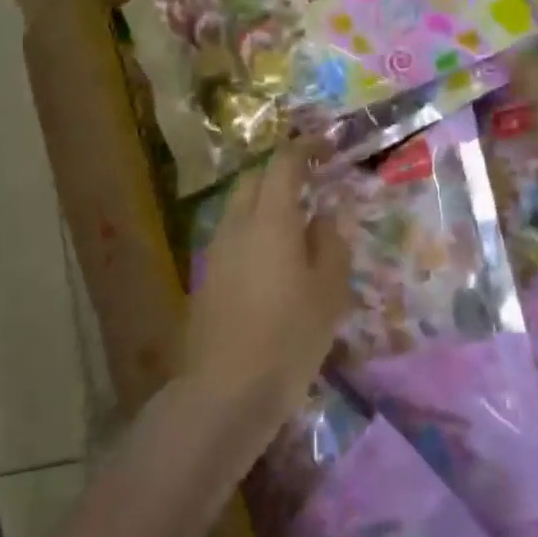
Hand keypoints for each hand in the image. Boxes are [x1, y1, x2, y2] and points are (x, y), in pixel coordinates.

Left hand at [182, 139, 353, 429]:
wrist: (226, 390)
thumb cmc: (289, 338)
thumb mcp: (328, 291)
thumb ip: (331, 243)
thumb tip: (327, 215)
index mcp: (270, 220)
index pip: (284, 165)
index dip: (305, 148)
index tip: (327, 146)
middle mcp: (236, 226)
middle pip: (254, 181)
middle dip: (281, 172)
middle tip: (312, 183)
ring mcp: (215, 251)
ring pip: (239, 208)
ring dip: (266, 203)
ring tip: (297, 223)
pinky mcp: (206, 277)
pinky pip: (232, 236)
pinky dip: (255, 230)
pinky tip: (274, 259)